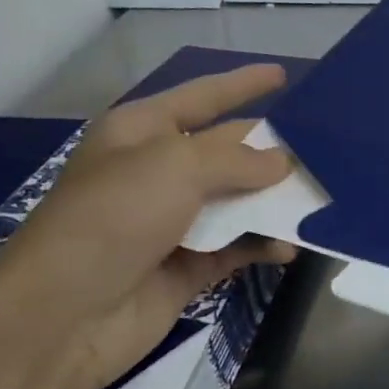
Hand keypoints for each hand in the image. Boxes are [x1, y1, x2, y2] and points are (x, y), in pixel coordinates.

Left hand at [0, 65, 296, 388]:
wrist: (65, 314)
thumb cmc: (115, 216)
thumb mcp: (176, 166)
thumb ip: (237, 159)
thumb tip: (282, 163)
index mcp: (141, 132)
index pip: (202, 97)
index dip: (242, 84)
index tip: (283, 74)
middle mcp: (157, 171)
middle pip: (226, 150)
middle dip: (270, 148)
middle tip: (323, 146)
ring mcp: (172, 220)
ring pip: (237, 200)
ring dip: (273, 201)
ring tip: (319, 198)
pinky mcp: (187, 265)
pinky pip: (236, 245)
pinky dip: (262, 244)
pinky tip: (289, 247)